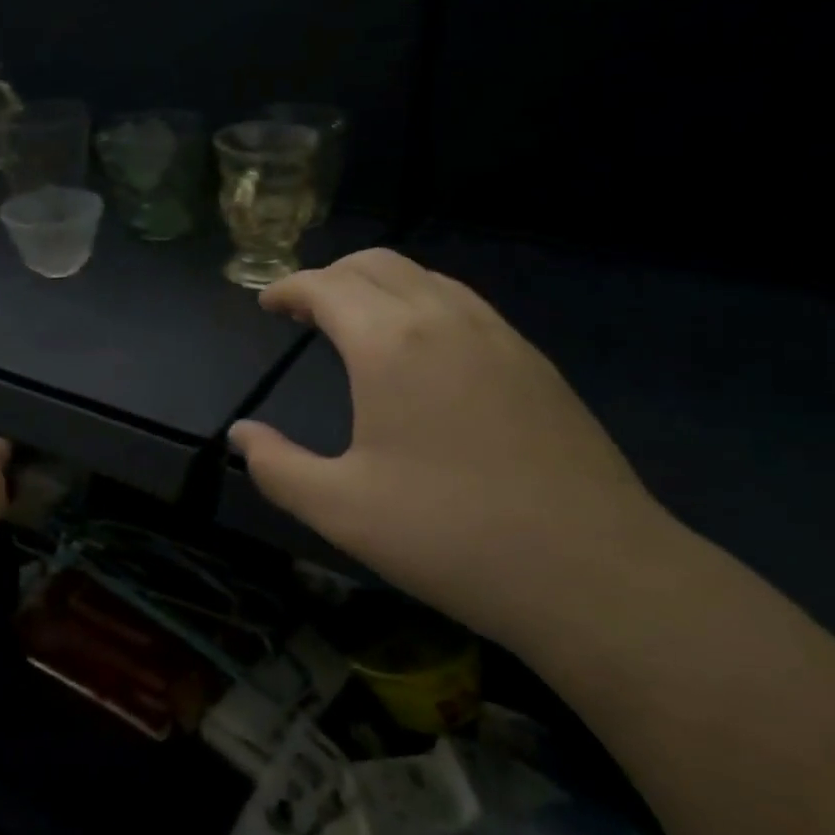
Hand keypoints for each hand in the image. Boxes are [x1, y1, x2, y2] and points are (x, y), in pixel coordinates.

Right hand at [228, 249, 682, 642]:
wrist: (592, 570)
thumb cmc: (450, 536)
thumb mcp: (341, 510)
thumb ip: (277, 467)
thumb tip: (241, 435)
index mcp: (389, 342)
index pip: (326, 285)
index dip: (289, 287)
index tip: (267, 303)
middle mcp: (443, 317)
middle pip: (376, 263)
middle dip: (331, 276)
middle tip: (305, 311)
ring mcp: (498, 334)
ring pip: (425, 277)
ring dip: (379, 285)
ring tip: (357, 323)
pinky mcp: (533, 360)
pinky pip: (463, 303)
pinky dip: (423, 303)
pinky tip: (422, 351)